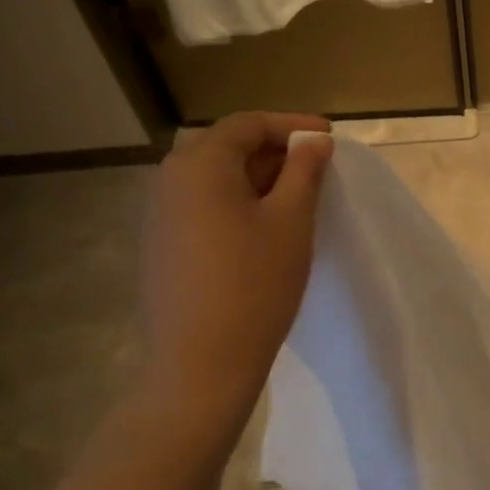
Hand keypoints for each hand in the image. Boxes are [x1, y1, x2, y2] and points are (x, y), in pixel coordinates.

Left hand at [139, 112, 333, 421]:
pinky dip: (238, 203)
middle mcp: (169, 179)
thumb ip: (304, 172)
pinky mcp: (162, 244)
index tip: (330, 138)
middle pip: (228, 147)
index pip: (248, 124)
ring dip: (258, 179)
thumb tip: (314, 142)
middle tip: (318, 169)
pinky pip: (204, 205)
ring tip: (298, 198)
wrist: (200, 364)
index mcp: (199, 165)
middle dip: (276, 151)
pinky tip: (265, 228)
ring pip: (216, 178)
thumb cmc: (255, 285)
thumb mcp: (291, 221)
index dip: (292, 125)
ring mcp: (160, 214)